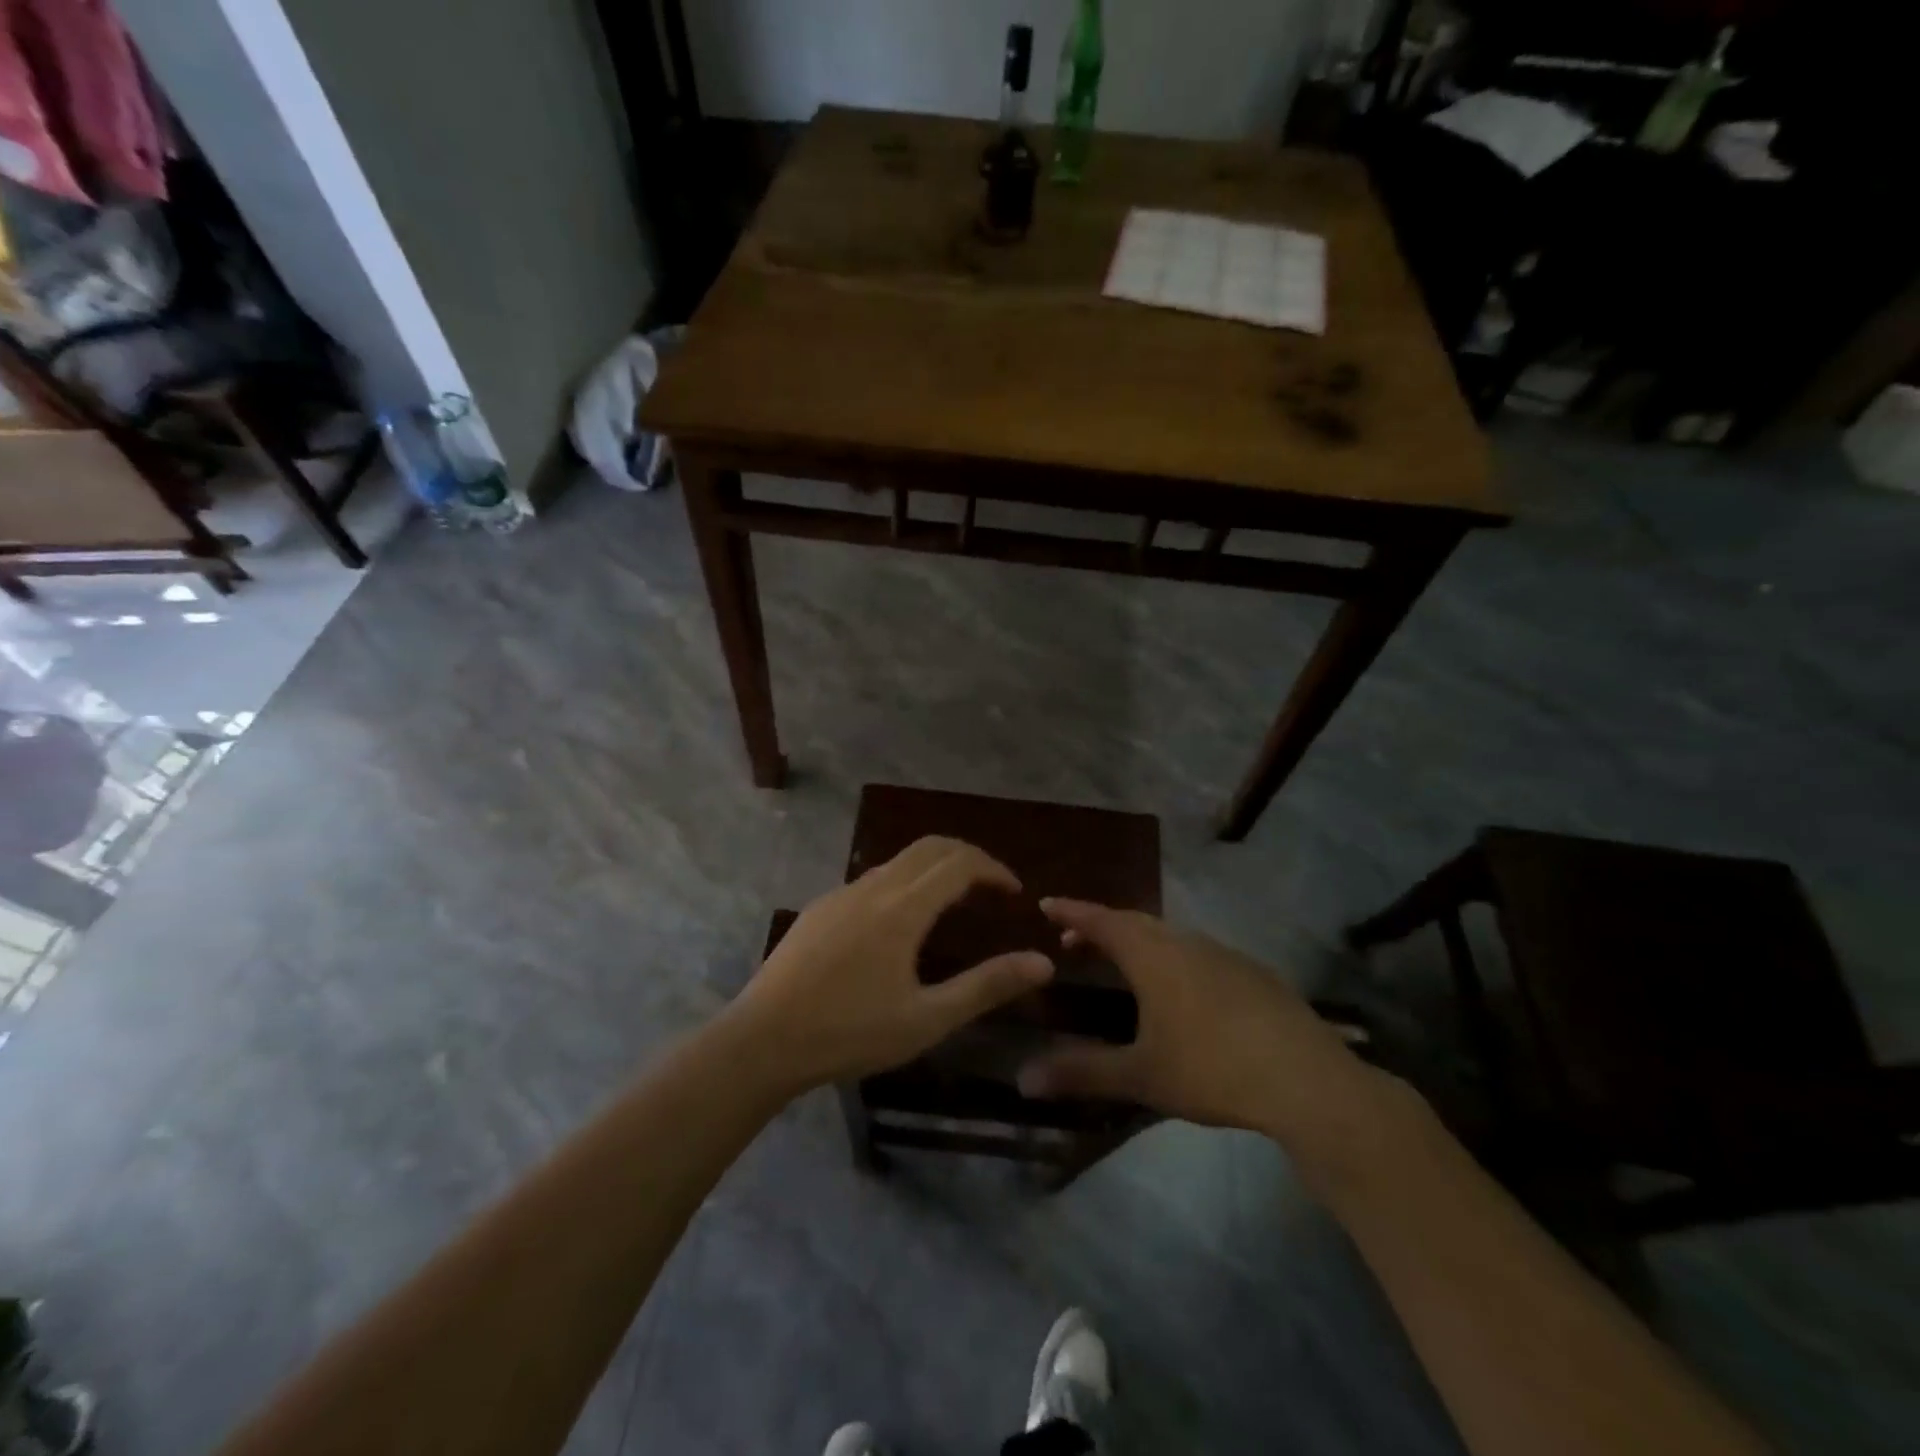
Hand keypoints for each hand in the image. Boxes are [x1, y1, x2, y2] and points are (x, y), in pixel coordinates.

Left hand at [732, 837, 1053, 1090]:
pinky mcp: (819, 909)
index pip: (960, 862)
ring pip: (899, 862)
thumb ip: (986, 986)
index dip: (994, 869)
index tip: (1014, 893)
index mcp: (903, 907)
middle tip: (991, 888)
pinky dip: (904, 884)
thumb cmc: (849, 1033)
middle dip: (968, 857)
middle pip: (930, 847)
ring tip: (954, 906)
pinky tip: (900, 927)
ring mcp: (841, 894)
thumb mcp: (927, 1018)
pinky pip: (872, 881)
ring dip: (934, 870)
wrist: (761, 1041)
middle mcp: (873, 887)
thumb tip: (1042, 962)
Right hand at [1018, 899, 1386, 1152]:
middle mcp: (1185, 943)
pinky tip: (1182, 990)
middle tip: (1074, 941)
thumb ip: (1082, 1072)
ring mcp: (1224, 955)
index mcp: (1153, 956)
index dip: (1072, 912)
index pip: (1102, 921)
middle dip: (1101, 926)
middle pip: (1135, 921)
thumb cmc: (1212, 1069)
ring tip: (1123, 963)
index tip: (1046, 904)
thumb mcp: (1141, 1075)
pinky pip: (1199, 952)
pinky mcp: (1253, 973)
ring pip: (1170, 934)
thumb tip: (1022, 1080)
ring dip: (1139, 940)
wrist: (1306, 1079)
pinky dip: (1173, 956)